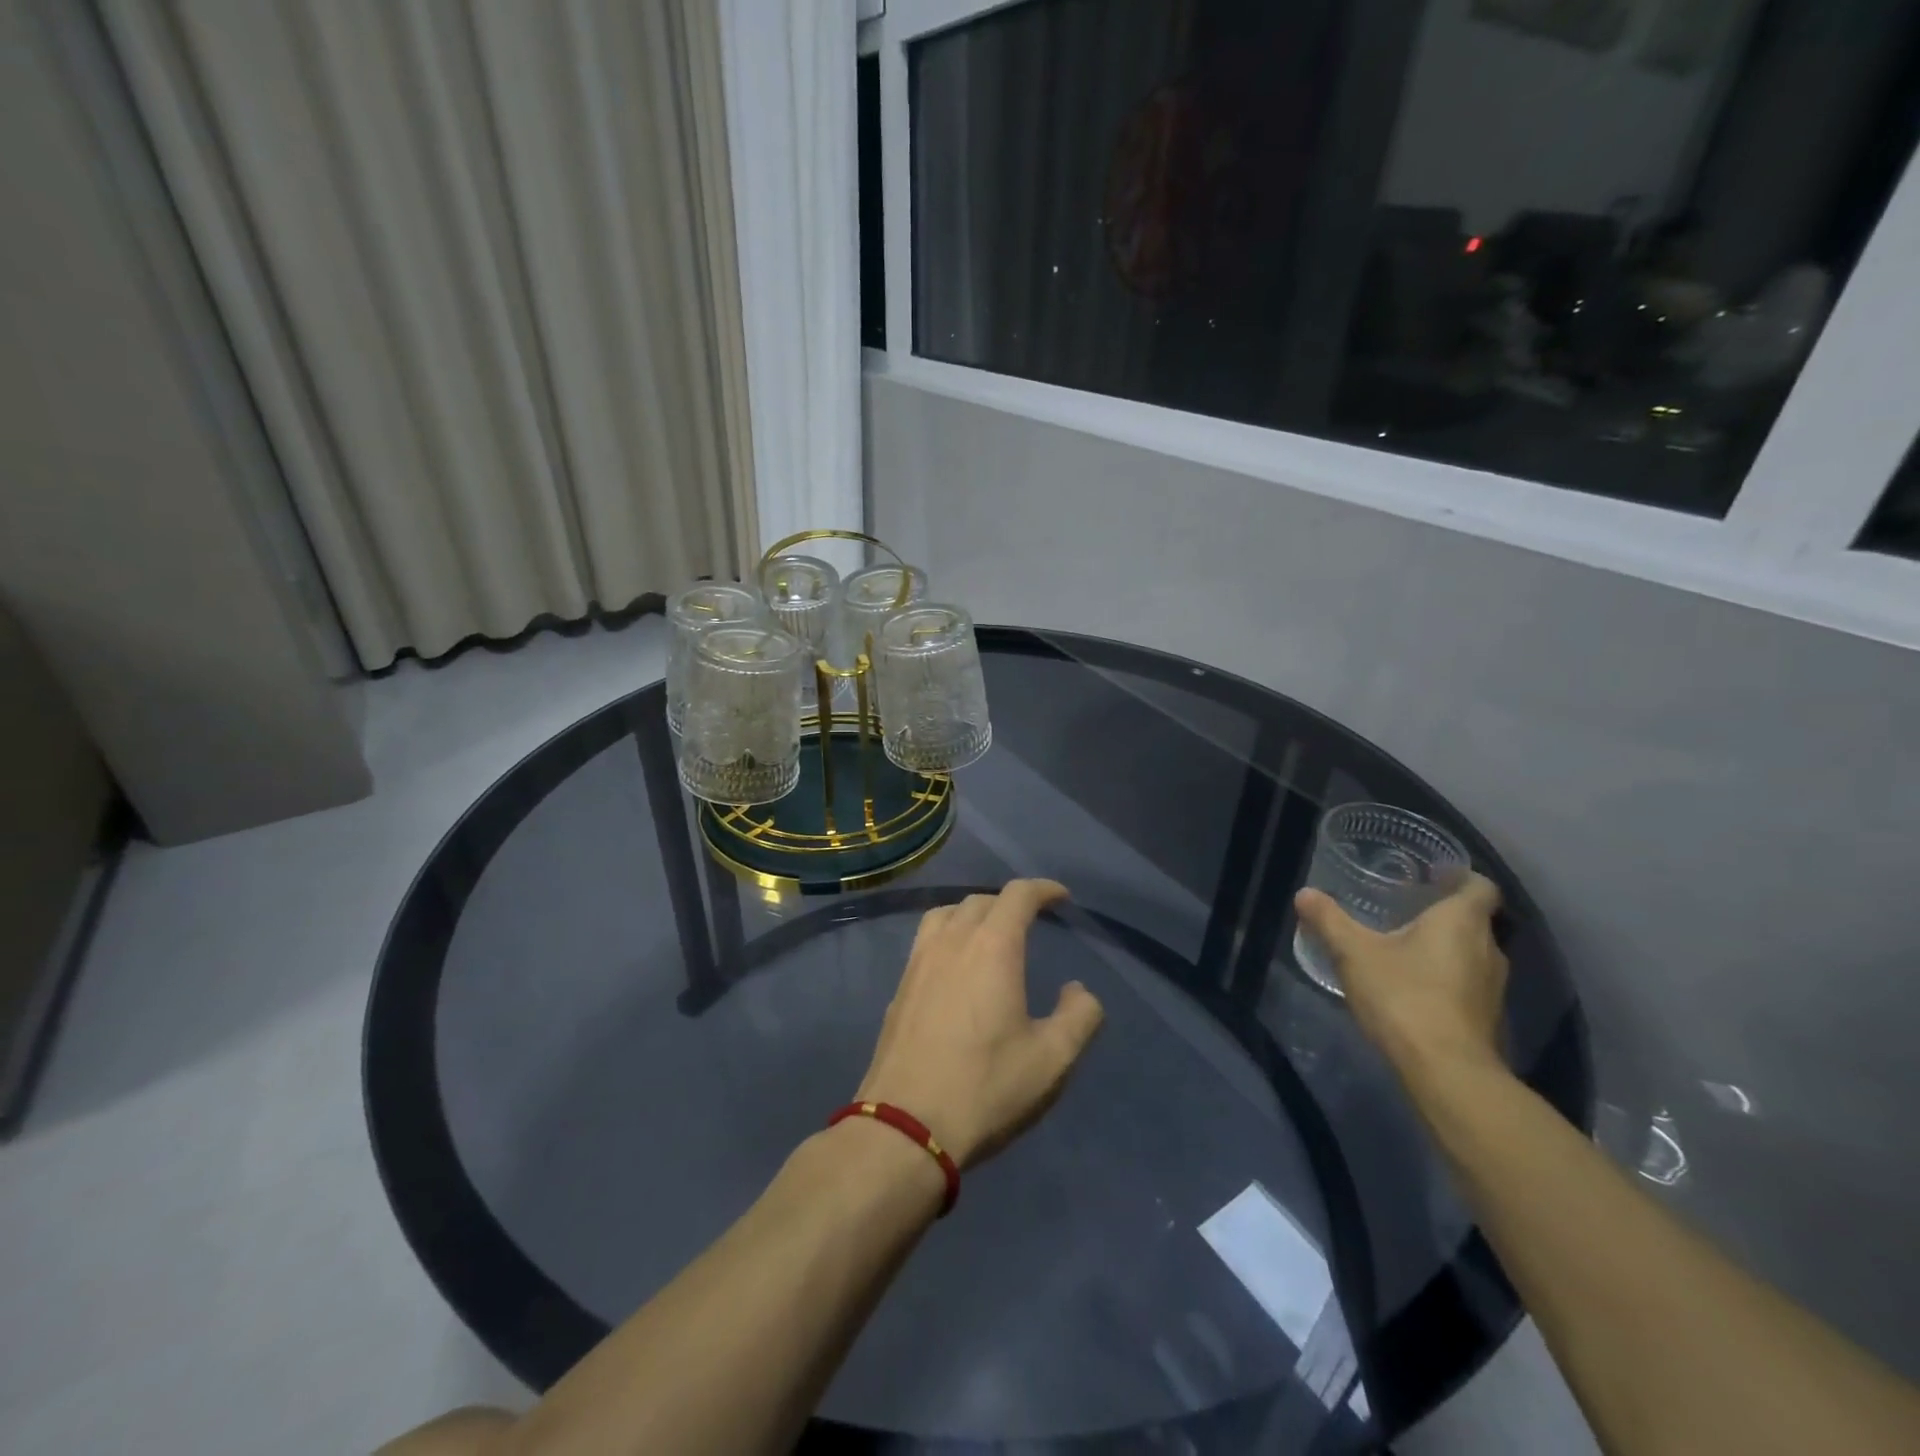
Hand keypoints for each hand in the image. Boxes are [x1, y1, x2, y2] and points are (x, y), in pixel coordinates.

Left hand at [856, 880, 1105, 1169]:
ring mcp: (918, 962)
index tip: (1061, 897)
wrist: (905, 1127)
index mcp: (991, 947)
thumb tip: (1077, 990)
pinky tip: (955, 966)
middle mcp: (952, 942)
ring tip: (989, 934)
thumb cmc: (985, 1088)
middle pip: (980, 900)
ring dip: (972, 913)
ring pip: (946, 914)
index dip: (1042, 889)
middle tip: (1031, 921)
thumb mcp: (1052, 1060)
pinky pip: (926, 939)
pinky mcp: (899, 987)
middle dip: (1009, 902)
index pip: (1017, 896)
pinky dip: (948, 934)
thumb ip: (1079, 1017)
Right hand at [1293, 873, 1508, 1081]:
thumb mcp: (1354, 953)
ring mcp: (1493, 986)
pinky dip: (1445, 977)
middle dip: (1443, 913)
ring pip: (1471, 953)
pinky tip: (1413, 986)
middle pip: (1474, 919)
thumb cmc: (1404, 995)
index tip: (1433, 875)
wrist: (1446, 1070)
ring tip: (1404, 947)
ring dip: (1444, 948)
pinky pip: (1468, 983)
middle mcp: (1489, 948)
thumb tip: (1304, 894)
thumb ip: (1329, 920)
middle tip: (1405, 909)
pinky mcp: (1487, 1016)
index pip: (1480, 886)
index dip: (1461, 876)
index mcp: (1462, 921)